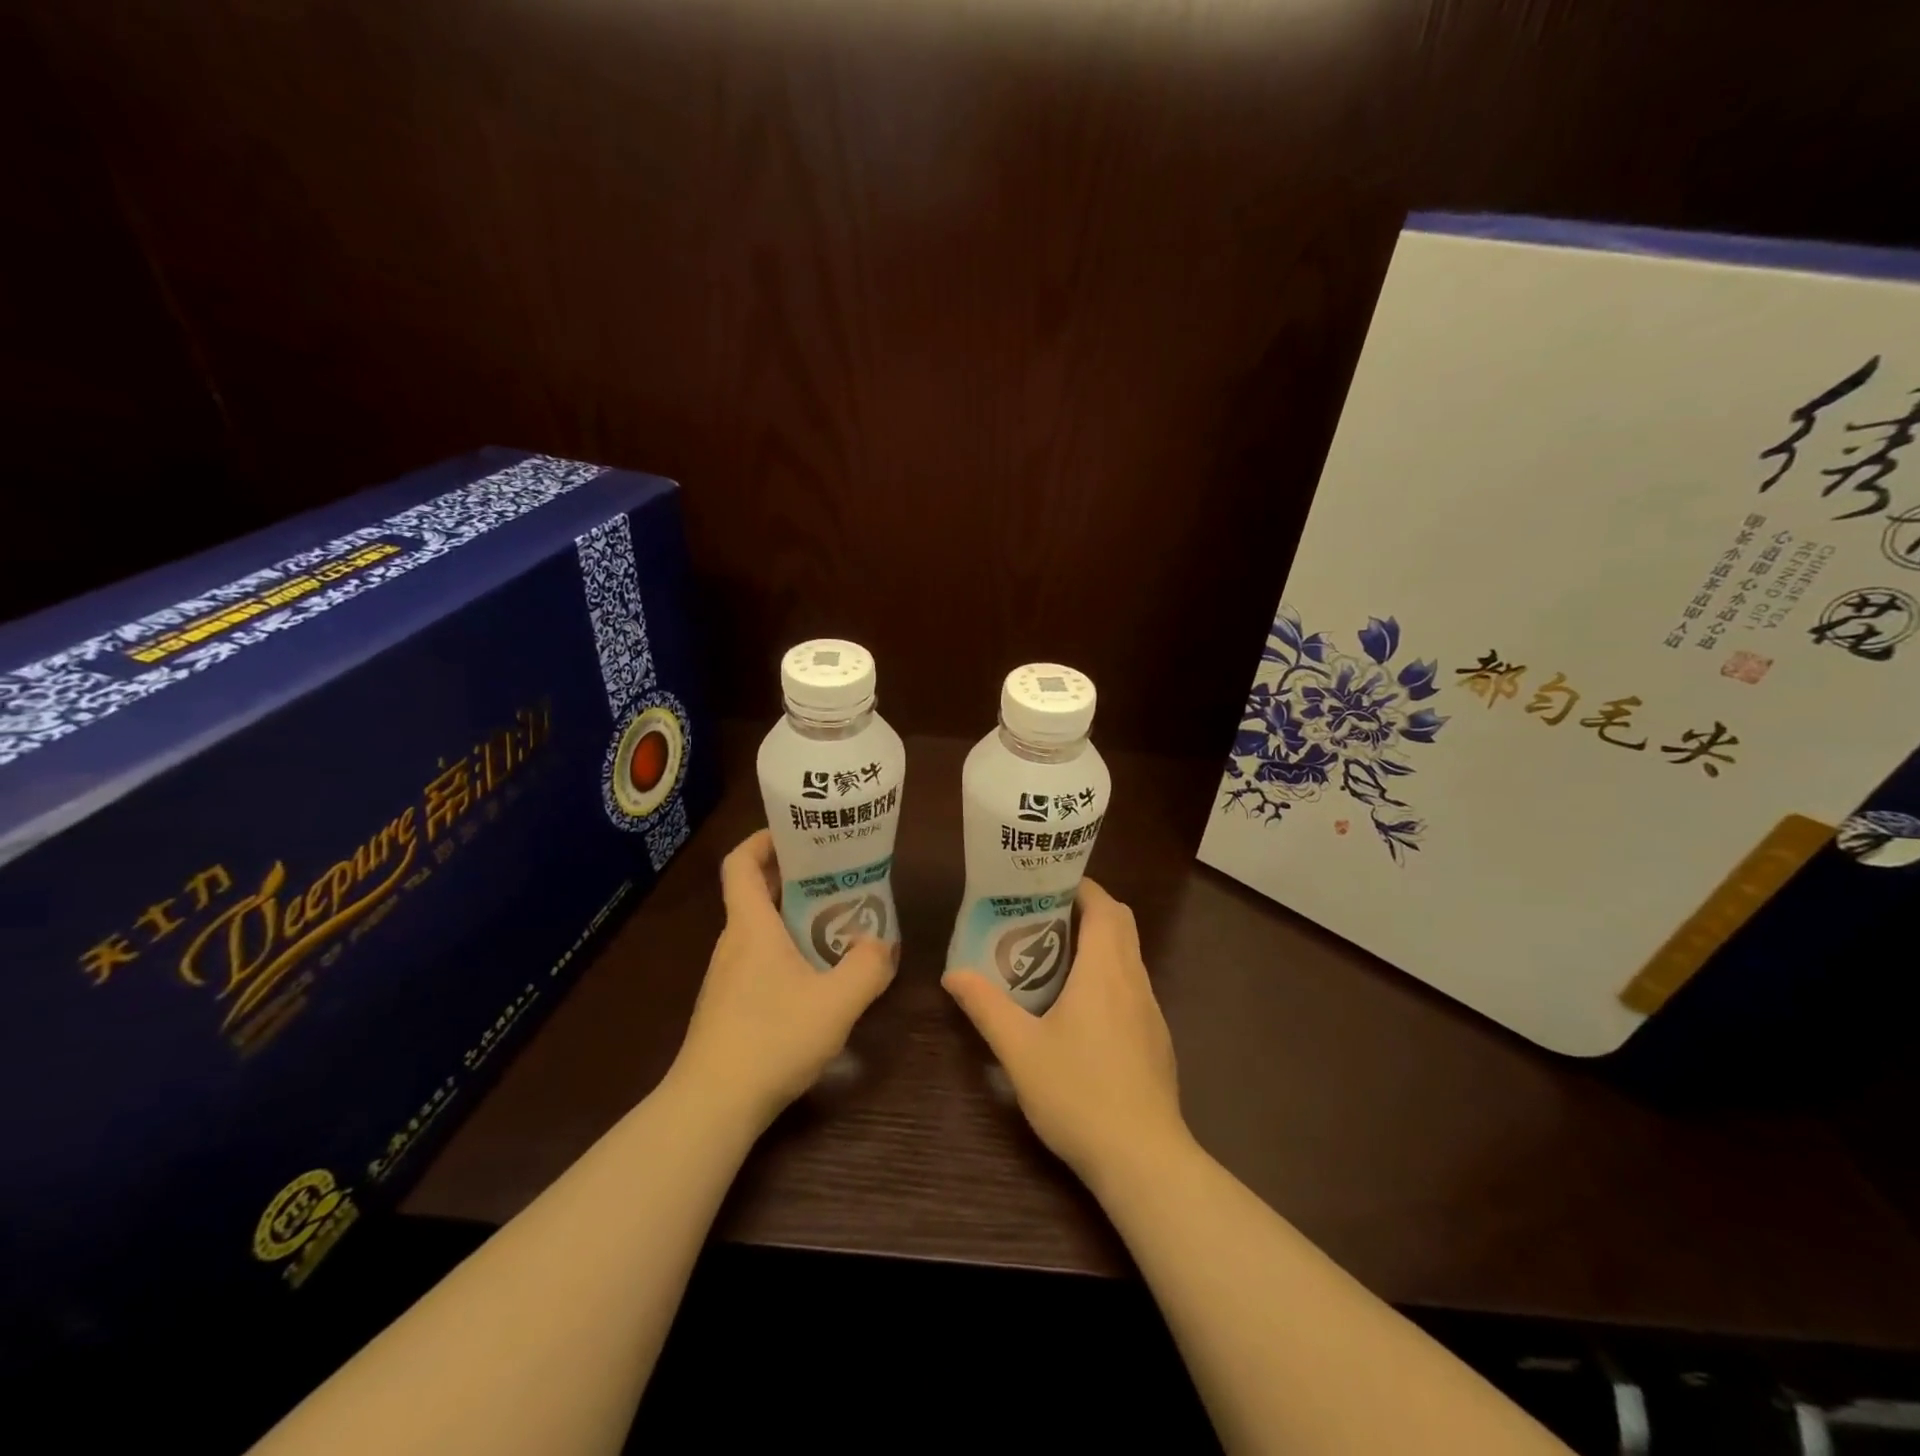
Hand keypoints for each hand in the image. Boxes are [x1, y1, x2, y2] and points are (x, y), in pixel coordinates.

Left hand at [670, 829, 895, 1128]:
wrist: (711, 1107)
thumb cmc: (771, 1039)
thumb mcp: (836, 1002)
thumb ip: (867, 968)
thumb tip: (882, 944)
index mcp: (751, 926)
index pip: (741, 863)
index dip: (763, 839)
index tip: (797, 833)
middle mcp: (734, 942)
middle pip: (757, 892)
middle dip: (796, 876)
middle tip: (839, 875)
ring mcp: (728, 976)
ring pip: (761, 929)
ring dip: (796, 917)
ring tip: (840, 921)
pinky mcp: (730, 1005)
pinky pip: (760, 960)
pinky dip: (788, 951)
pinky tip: (819, 976)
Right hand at [943, 878, 1187, 1185]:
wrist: (1144, 1159)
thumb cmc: (1079, 1094)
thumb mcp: (1020, 1050)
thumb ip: (986, 1007)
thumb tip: (953, 975)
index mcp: (1105, 971)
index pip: (1105, 907)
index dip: (1081, 887)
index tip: (1047, 884)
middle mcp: (1134, 981)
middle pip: (1121, 925)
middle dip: (1088, 910)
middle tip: (1044, 916)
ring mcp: (1152, 1012)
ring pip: (1129, 958)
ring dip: (1099, 945)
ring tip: (1054, 957)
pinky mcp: (1157, 1040)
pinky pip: (1133, 989)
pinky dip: (1109, 978)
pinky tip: (1080, 1011)